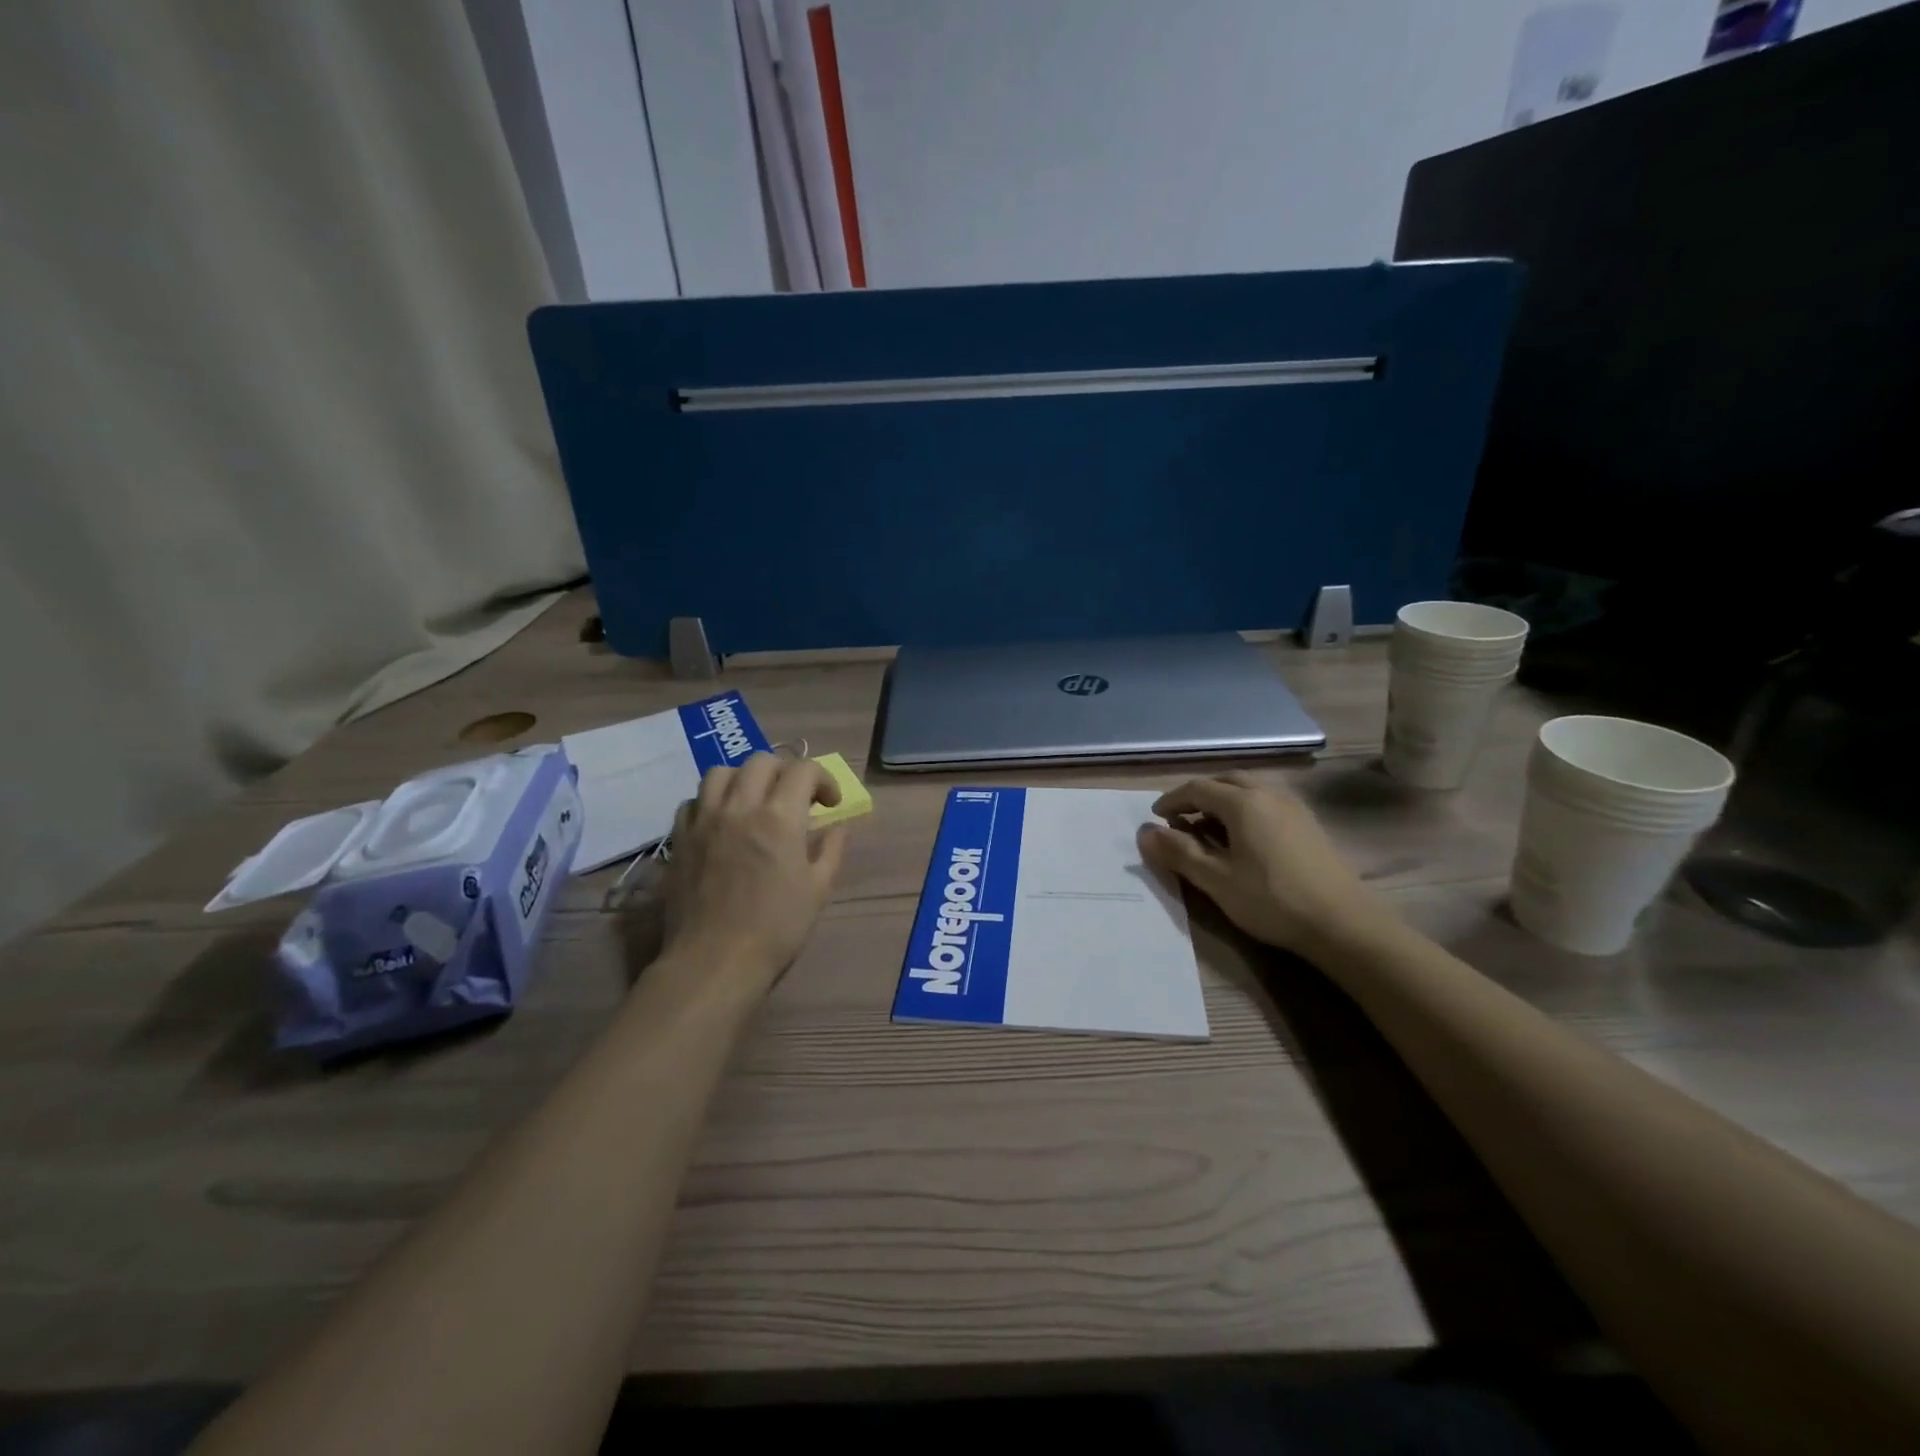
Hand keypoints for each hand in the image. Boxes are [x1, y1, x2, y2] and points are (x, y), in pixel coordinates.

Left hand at [661, 753, 848, 984]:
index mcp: (780, 817)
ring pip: (721, 772)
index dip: (823, 779)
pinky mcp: (680, 837)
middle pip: (762, 761)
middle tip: (795, 798)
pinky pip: (694, 800)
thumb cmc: (776, 928)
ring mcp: (705, 819)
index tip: (830, 803)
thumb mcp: (818, 889)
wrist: (715, 960)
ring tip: (754, 800)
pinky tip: (722, 821)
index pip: (803, 770)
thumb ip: (831, 850)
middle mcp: (740, 806)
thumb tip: (838, 827)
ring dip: (745, 778)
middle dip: (786, 772)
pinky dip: (712, 801)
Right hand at [1137, 773, 1386, 958]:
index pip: (1197, 788)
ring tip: (1210, 828)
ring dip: (1224, 800)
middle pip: (1226, 781)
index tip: (1156, 817)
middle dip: (1199, 795)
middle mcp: (1268, 794)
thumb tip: (1145, 832)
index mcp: (1242, 802)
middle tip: (1181, 818)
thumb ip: (1178, 853)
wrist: (1343, 923)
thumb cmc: (1272, 900)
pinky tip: (1245, 838)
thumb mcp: (1216, 880)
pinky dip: (1246, 809)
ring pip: (1250, 789)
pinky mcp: (1309, 824)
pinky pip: (1268, 802)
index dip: (1172, 800)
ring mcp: (1293, 807)